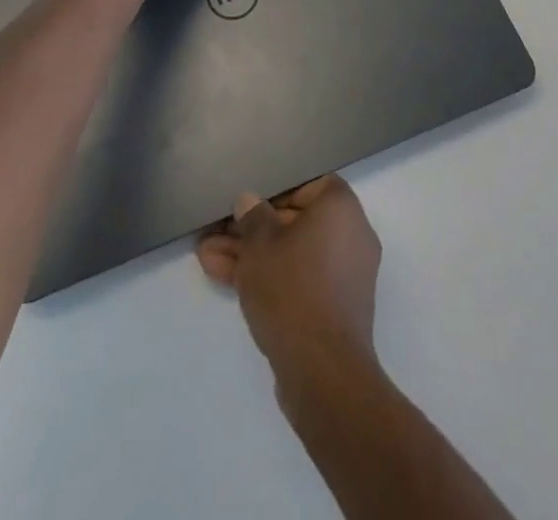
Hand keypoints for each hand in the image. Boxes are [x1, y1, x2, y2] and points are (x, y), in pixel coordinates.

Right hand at [197, 175, 381, 380]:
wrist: (322, 373)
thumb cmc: (292, 289)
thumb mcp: (260, 245)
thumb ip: (252, 217)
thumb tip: (250, 202)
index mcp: (340, 208)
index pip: (308, 183)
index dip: (275, 189)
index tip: (248, 201)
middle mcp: (350, 234)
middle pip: (295, 220)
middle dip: (252, 228)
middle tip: (216, 230)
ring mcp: (344, 274)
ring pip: (291, 253)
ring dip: (252, 254)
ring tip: (207, 255)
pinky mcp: (333, 307)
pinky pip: (298, 278)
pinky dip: (269, 277)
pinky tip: (223, 277)